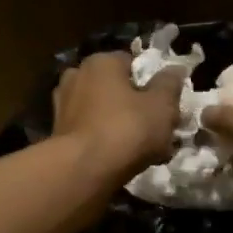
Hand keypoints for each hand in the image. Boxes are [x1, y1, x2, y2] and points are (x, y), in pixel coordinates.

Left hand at [52, 51, 182, 176]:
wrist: (82, 170)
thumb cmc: (126, 129)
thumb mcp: (161, 105)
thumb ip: (169, 84)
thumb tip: (175, 69)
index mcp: (101, 62)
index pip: (133, 64)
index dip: (152, 83)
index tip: (166, 105)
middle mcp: (76, 76)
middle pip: (116, 88)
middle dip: (135, 106)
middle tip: (156, 128)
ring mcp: (63, 105)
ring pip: (102, 112)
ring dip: (120, 125)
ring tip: (142, 149)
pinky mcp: (58, 133)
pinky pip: (90, 131)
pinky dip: (104, 141)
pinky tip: (121, 159)